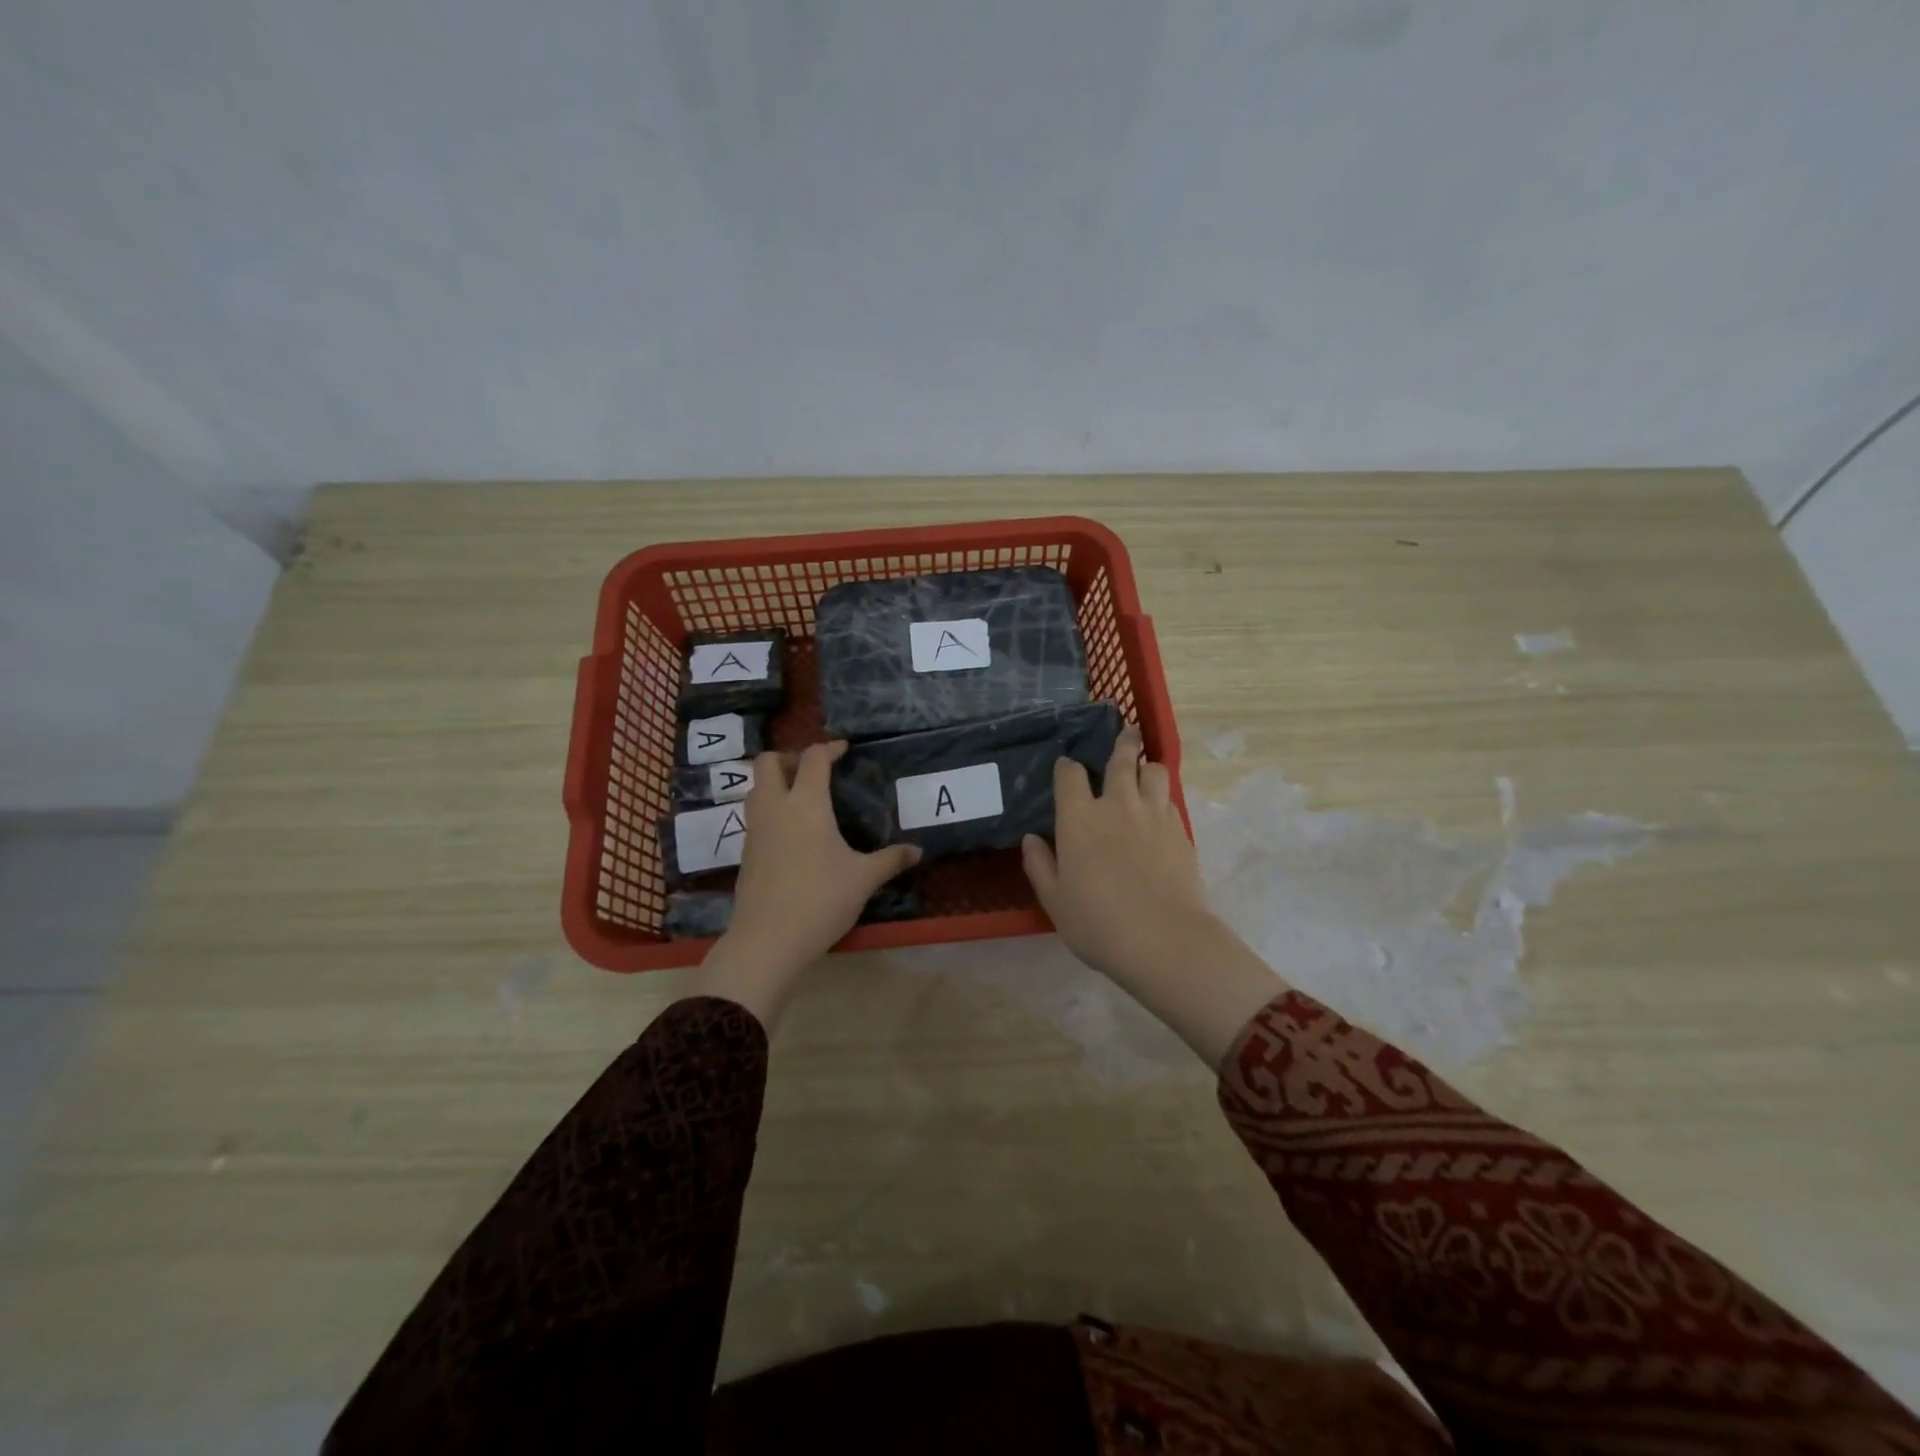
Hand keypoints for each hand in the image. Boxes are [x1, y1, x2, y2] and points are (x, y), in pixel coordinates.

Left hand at [689, 741, 919, 1025]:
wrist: (767, 940)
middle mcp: (775, 807)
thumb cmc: (820, 900)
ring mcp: (755, 829)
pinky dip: (772, 807)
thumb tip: (918, 850)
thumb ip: (890, 860)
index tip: (844, 750)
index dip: (829, 748)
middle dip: (791, 757)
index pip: (812, 758)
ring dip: (776, 781)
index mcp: (806, 803)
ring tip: (804, 797)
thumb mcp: (863, 879)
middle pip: (769, 761)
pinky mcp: (746, 851)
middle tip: (815, 771)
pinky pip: (755, 813)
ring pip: (756, 787)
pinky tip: (793, 831)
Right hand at [1021, 724, 1212, 981]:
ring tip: (1145, 769)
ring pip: (1154, 771)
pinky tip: (1159, 810)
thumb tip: (1032, 839)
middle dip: (1122, 743)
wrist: (1163, 940)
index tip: (1066, 768)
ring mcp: (1153, 815)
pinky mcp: (1180, 830)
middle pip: (1121, 759)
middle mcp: (1116, 805)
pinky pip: (1170, 800)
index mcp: (1079, 819)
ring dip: (1147, 766)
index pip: (1069, 775)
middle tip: (1126, 732)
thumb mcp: (1055, 900)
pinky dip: (1162, 797)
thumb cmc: (1098, 924)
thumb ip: (1040, 865)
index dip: (1066, 768)